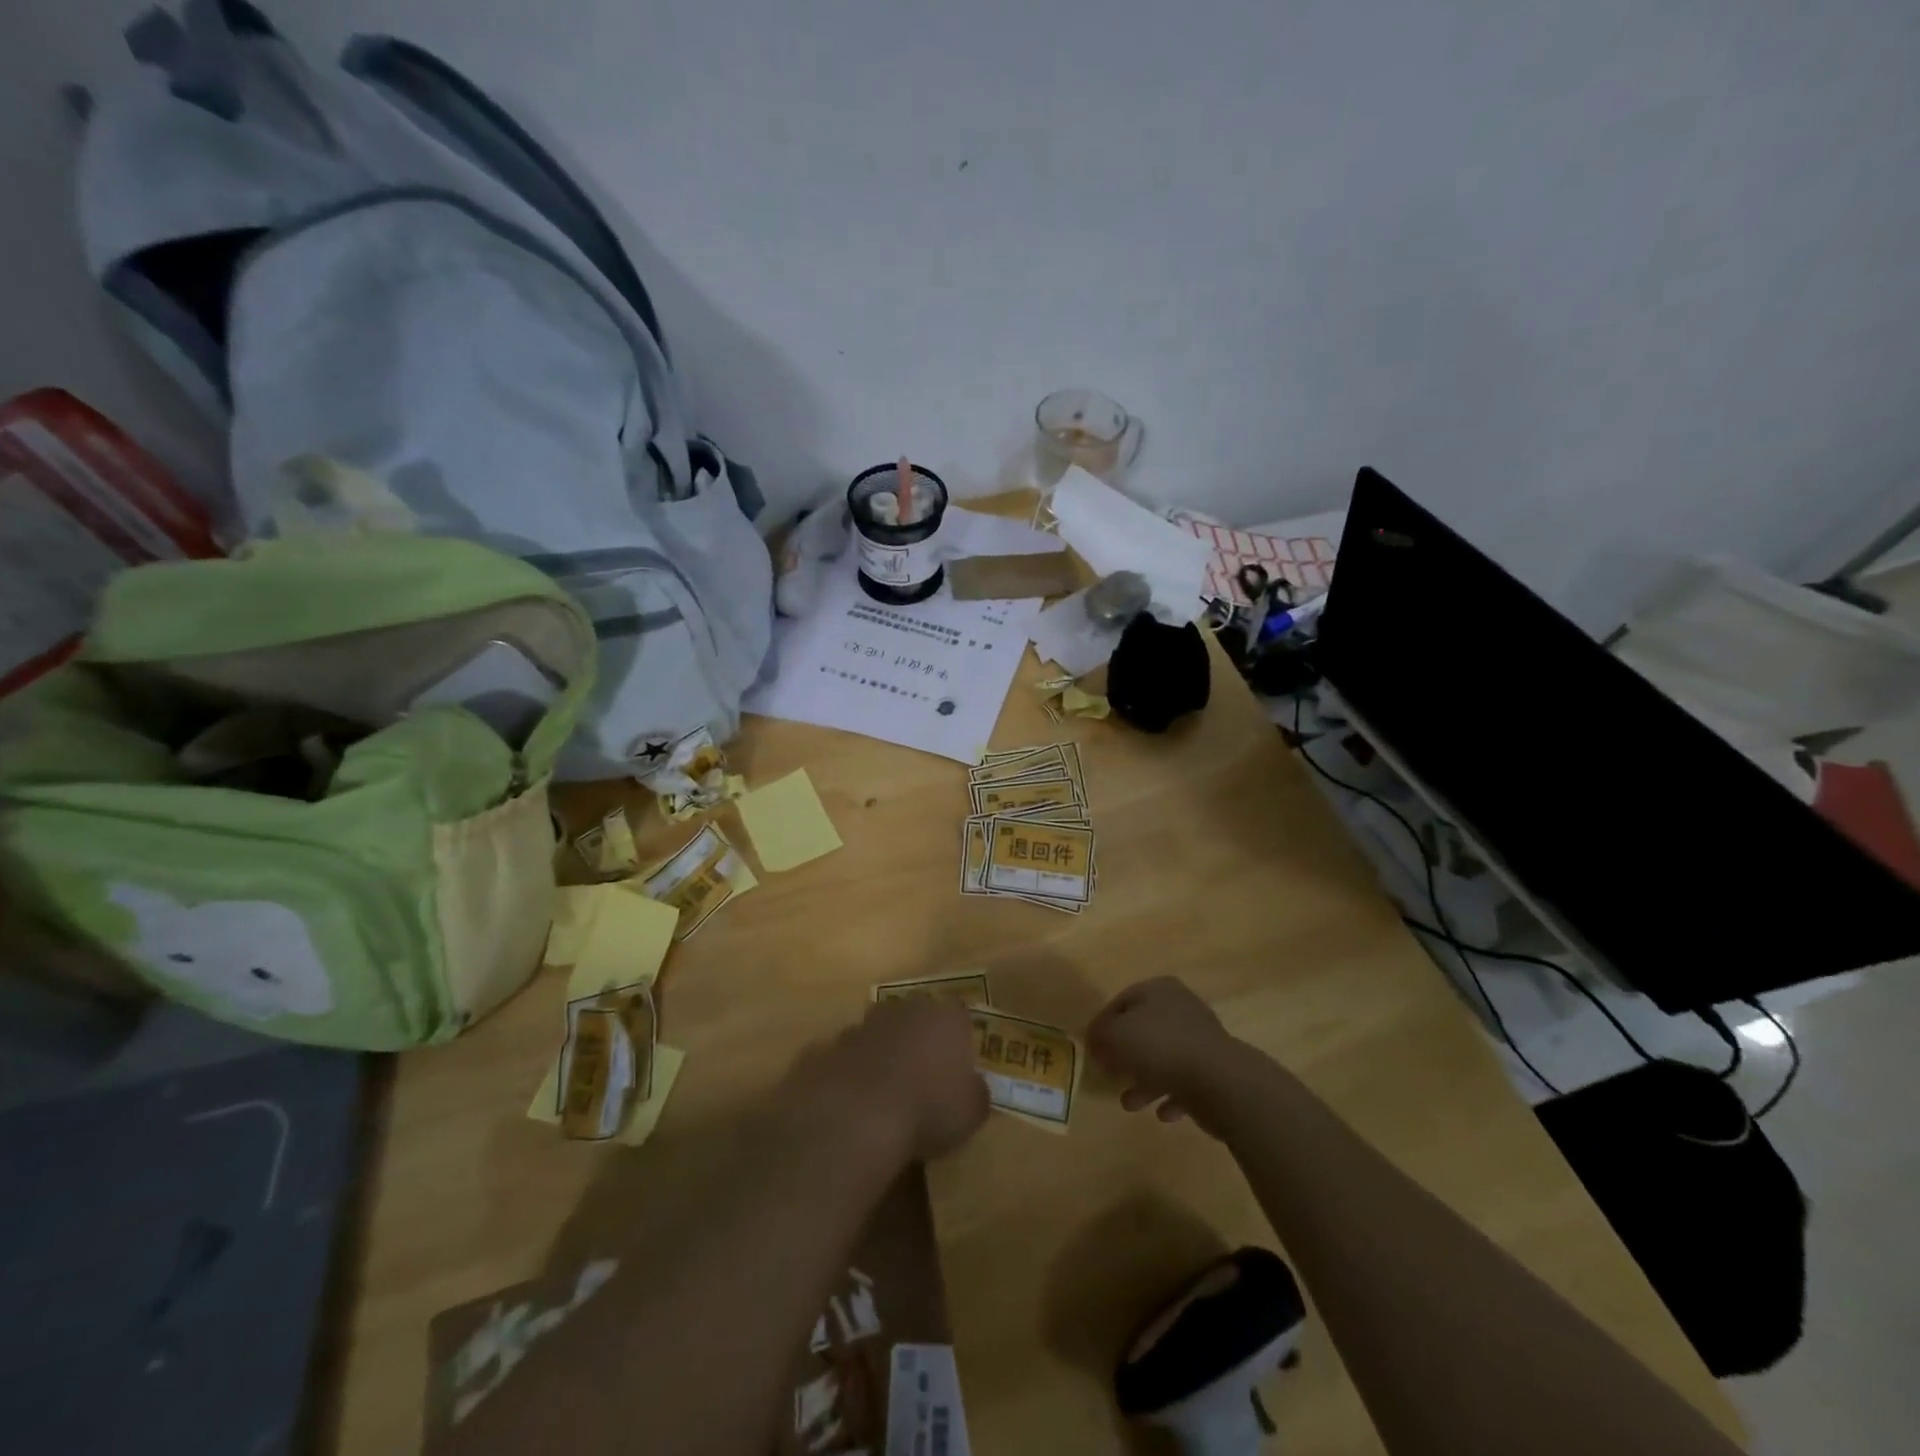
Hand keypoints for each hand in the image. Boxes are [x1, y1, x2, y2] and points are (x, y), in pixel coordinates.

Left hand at [783, 995, 988, 1164]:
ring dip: (881, 1054)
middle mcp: (903, 1009)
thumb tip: (973, 1089)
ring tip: (884, 1095)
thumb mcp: (971, 1112)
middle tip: (921, 1078)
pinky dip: (848, 1074)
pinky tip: (851, 1104)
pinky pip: (844, 1058)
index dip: (959, 1038)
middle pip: (915, 1017)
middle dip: (917, 1039)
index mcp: (944, 1017)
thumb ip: (975, 1093)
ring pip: (877, 1033)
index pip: (959, 1014)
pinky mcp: (826, 1047)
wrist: (856, 1118)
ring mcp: (860, 1025)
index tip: (958, 1065)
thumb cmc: (927, 1110)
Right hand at [1088, 977, 1240, 1130]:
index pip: (1122, 1002)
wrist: (1219, 1081)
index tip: (1092, 1049)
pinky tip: (1161, 1113)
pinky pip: (1185, 1082)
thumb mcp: (1115, 1035)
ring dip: (1145, 1081)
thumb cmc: (1160, 1047)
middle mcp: (1182, 1008)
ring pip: (1164, 1058)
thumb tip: (1095, 1041)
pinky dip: (1171, 1096)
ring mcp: (1201, 1040)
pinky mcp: (1214, 1070)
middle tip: (1110, 1074)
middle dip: (1125, 1055)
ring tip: (1129, 1103)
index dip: (1103, 1025)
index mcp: (1159, 990)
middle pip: (1144, 1030)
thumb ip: (1099, 1035)